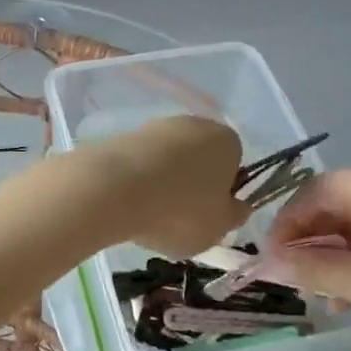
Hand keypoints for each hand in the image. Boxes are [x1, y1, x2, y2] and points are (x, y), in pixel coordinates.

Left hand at [81, 115, 249, 258]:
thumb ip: (234, 215)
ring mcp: (155, 127)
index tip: (209, 214)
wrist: (114, 188)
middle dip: (191, 186)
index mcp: (226, 140)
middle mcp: (193, 123)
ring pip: (167, 161)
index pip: (233, 164)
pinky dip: (137, 182)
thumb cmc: (180, 209)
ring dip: (162, 184)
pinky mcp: (123, 136)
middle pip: (198, 159)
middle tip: (180, 218)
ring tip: (149, 215)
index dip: (223, 192)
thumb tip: (236, 206)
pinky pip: (139, 164)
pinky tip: (128, 203)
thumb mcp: (220, 227)